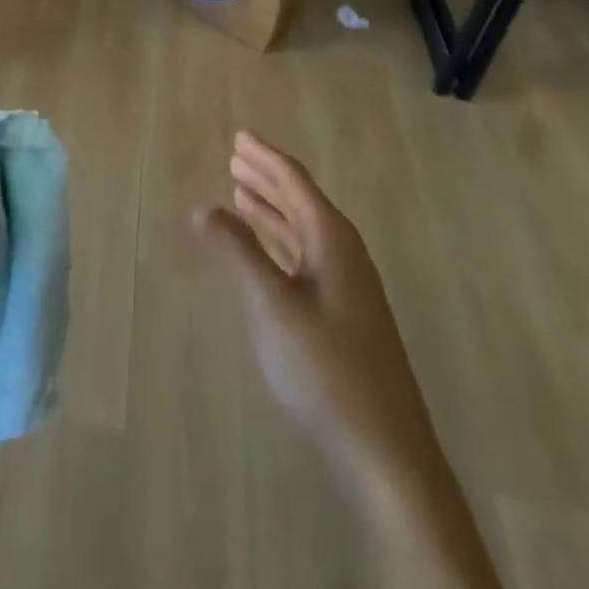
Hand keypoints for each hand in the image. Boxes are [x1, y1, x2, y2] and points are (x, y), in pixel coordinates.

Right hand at [193, 131, 415, 485]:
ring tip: (240, 193)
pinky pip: (304, 258)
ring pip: (302, 231)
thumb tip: (202, 206)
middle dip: (267, 179)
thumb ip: (238, 252)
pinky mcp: (343, 315)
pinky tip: (263, 252)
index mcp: (333, 240)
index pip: (295, 182)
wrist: (386, 452)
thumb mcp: (274, 305)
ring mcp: (347, 287)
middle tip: (235, 157)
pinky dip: (279, 244)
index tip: (239, 136)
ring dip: (272, 210)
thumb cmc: (327, 368)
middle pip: (301, 202)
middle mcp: (343, 254)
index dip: (265, 158)